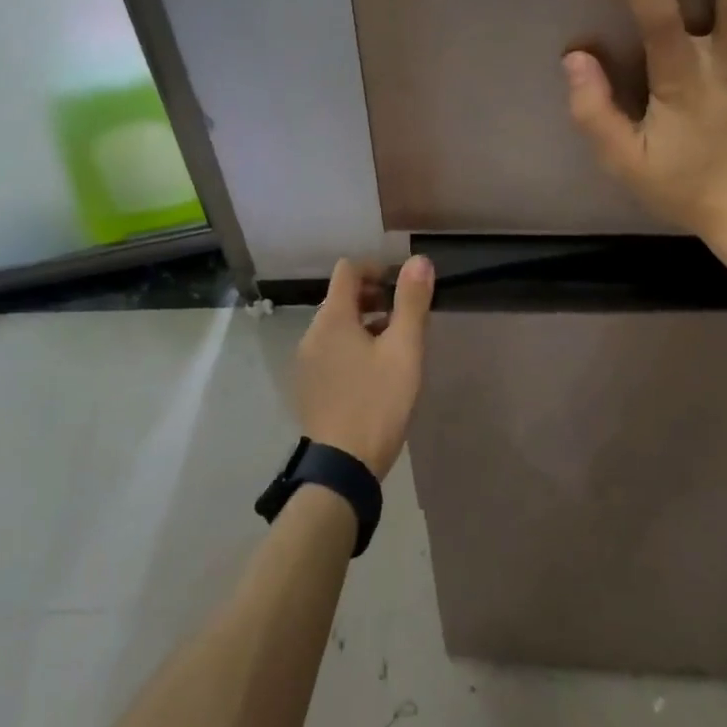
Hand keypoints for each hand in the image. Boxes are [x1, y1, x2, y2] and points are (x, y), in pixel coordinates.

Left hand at [294, 256, 434, 478]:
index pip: (348, 270)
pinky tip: (374, 374)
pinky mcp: (309, 385)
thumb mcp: (404, 350)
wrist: (342, 466)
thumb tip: (419, 260)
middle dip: (373, 298)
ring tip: (395, 347)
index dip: (376, 269)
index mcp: (333, 318)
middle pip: (341, 297)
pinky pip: (330, 350)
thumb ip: (411, 302)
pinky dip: (351, 347)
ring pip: (336, 326)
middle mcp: (312, 333)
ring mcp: (307, 361)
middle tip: (404, 318)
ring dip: (364, 324)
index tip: (401, 287)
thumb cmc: (377, 402)